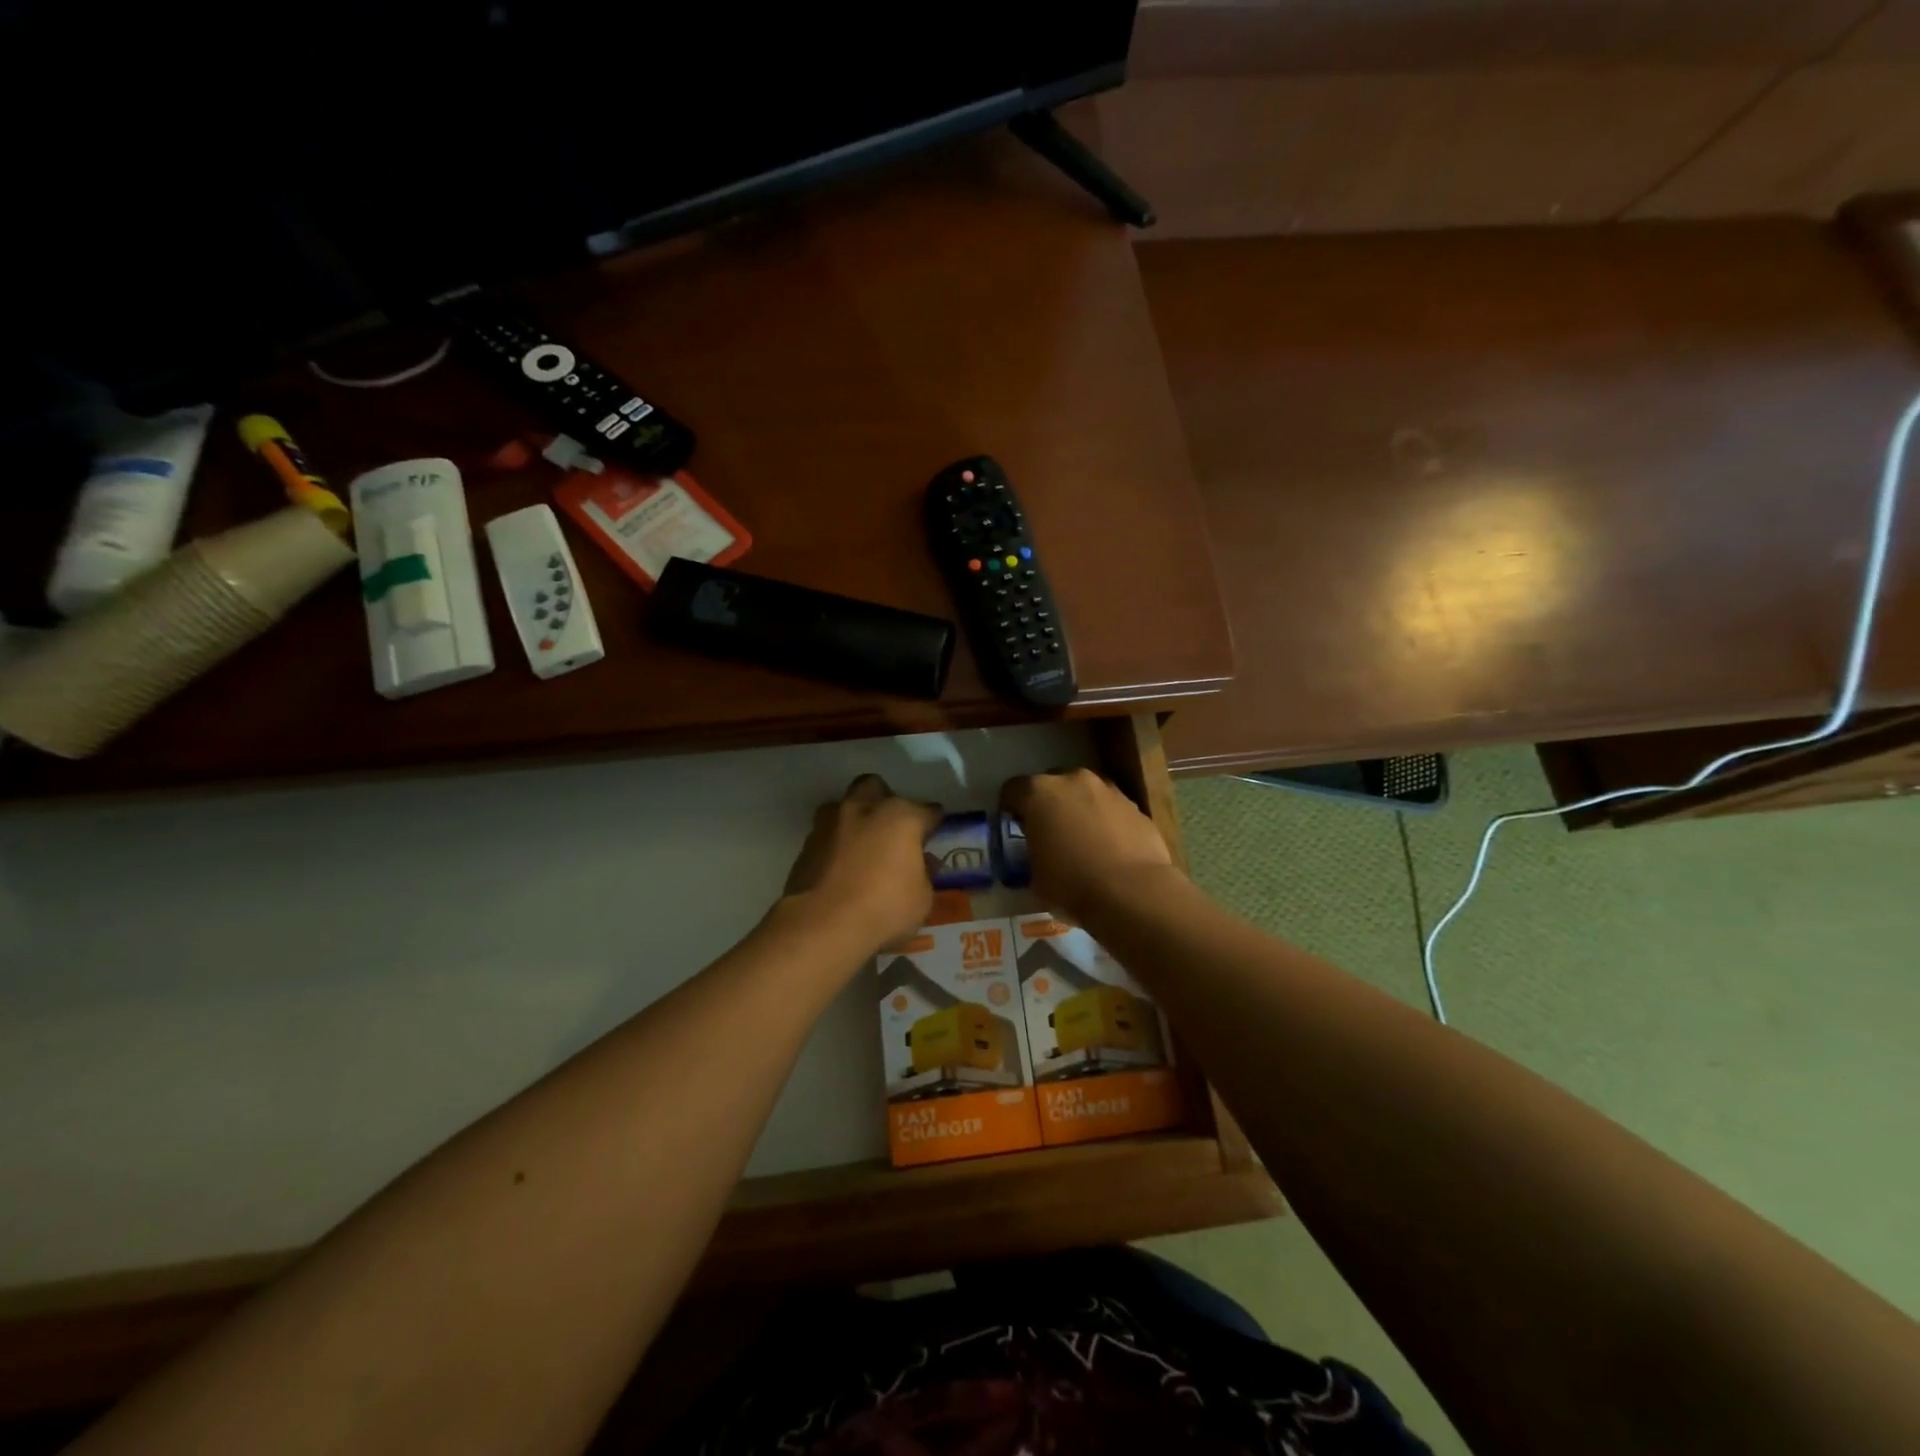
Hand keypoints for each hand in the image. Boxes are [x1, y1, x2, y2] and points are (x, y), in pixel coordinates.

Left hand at [784, 775, 942, 951]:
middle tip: (891, 829)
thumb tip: (921, 862)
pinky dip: (836, 844)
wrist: (821, 926)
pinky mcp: (806, 844)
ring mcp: (830, 824)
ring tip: (862, 846)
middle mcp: (864, 809)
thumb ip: (923, 874)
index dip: (933, 823)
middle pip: (876, 788)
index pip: (928, 811)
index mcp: (900, 817)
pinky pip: (827, 835)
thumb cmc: (883, 909)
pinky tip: (841, 867)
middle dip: (885, 801)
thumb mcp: (922, 899)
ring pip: (844, 806)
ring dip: (854, 819)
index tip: (934, 835)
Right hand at [1001, 768, 1176, 921]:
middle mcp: (1072, 780)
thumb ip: (1032, 854)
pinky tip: (1109, 848)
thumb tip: (1039, 854)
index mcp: (1039, 793)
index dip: (1010, 809)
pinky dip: (1106, 821)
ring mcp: (1108, 789)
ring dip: (1079, 809)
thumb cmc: (1072, 885)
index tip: (1015, 829)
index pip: (1012, 790)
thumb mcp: (1035, 877)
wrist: (1132, 893)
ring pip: (1084, 793)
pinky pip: (1110, 808)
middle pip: (1051, 784)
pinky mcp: (1135, 806)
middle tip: (1049, 832)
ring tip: (1082, 840)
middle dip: (1048, 804)